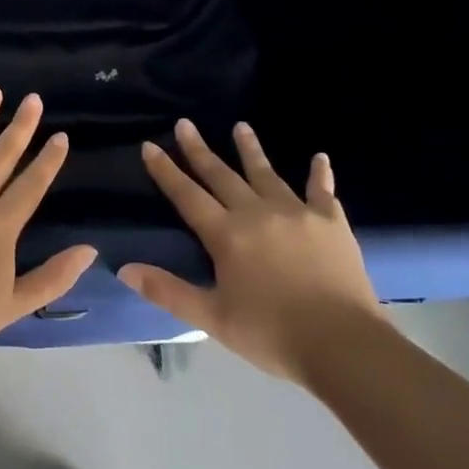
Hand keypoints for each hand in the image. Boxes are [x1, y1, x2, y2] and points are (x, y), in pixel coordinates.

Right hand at [120, 120, 381, 381]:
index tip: (150, 145)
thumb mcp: (212, 318)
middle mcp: (257, 213)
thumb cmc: (271, 334)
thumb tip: (125, 269)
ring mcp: (296, 213)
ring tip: (241, 126)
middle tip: (185, 123)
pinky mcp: (330, 222)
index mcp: (226, 235)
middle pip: (221, 175)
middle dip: (200, 149)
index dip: (166, 171)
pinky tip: (320, 157)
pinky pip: (322, 191)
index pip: (187, 196)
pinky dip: (319, 174)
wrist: (343, 345)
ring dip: (250, 149)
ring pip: (266, 173)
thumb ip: (168, 291)